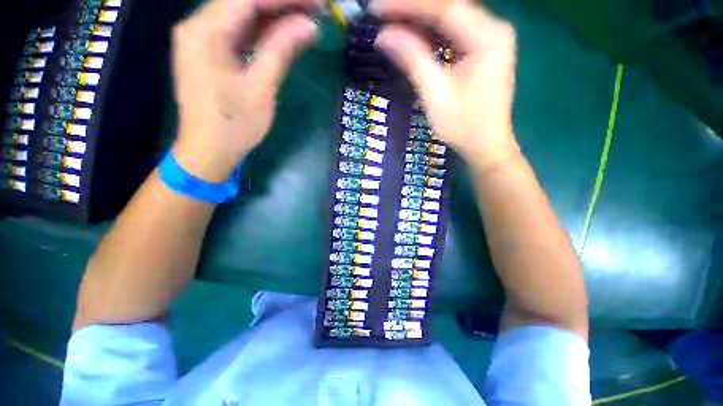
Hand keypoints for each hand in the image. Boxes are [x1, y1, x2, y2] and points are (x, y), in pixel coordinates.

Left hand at [172, 0, 321, 182]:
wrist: (208, 151)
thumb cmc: (234, 125)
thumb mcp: (261, 87)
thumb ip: (281, 50)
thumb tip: (309, 25)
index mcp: (204, 31)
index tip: (317, 3)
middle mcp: (197, 25)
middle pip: (243, 0)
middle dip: (281, 3)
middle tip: (315, 9)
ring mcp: (201, 38)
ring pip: (241, 14)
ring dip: (273, 14)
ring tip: (305, 18)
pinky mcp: (208, 51)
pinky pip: (237, 31)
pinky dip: (262, 30)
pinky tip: (284, 31)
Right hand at [372, 0, 518, 171]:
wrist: (485, 145)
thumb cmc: (463, 126)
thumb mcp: (435, 94)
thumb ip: (412, 60)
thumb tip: (384, 35)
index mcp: (487, 37)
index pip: (444, 8)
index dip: (408, 6)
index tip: (377, 8)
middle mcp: (493, 29)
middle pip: (447, 8)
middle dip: (412, 10)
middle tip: (380, 14)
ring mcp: (488, 38)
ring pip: (449, 18)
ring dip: (418, 20)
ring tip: (390, 23)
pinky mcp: (482, 50)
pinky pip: (452, 33)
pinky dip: (429, 33)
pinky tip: (410, 35)